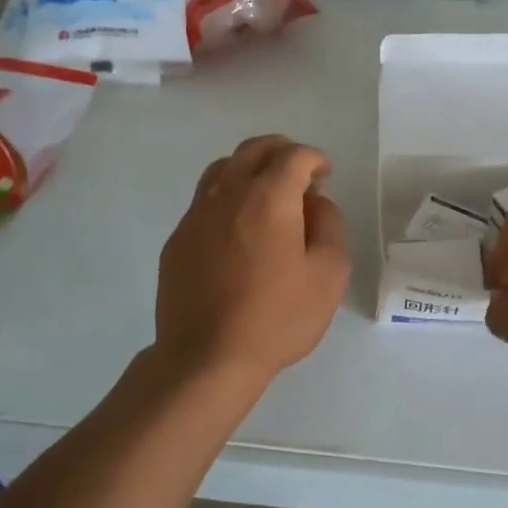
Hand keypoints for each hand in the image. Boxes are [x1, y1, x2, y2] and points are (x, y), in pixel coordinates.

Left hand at [154, 135, 350, 386]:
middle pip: (254, 150)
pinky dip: (228, 197)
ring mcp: (195, 215)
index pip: (293, 156)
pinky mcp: (178, 239)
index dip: (314, 159)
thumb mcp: (329, 274)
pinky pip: (204, 200)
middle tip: (300, 174)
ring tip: (268, 194)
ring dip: (250, 168)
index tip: (325, 176)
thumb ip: (329, 225)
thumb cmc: (277, 318)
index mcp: (268, 197)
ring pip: (223, 169)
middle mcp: (227, 193)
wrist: (207, 357)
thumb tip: (315, 202)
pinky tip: (238, 229)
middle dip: (282, 152)